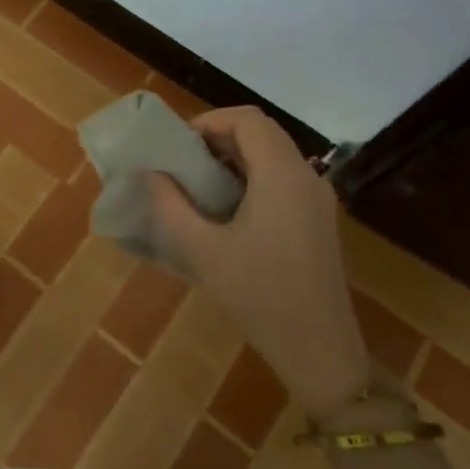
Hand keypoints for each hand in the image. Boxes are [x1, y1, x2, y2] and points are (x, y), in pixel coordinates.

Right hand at [147, 107, 368, 419]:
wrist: (319, 349)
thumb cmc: (259, 294)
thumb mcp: (201, 250)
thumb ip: (169, 205)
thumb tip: (150, 174)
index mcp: (281, 175)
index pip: (246, 119)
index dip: (209, 120)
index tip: (178, 145)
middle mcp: (306, 177)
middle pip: (261, 132)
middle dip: (218, 137)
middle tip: (182, 162)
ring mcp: (317, 200)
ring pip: (273, 155)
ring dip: (234, 157)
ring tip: (197, 185)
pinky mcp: (318, 221)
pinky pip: (282, 178)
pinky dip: (251, 177)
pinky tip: (226, 210)